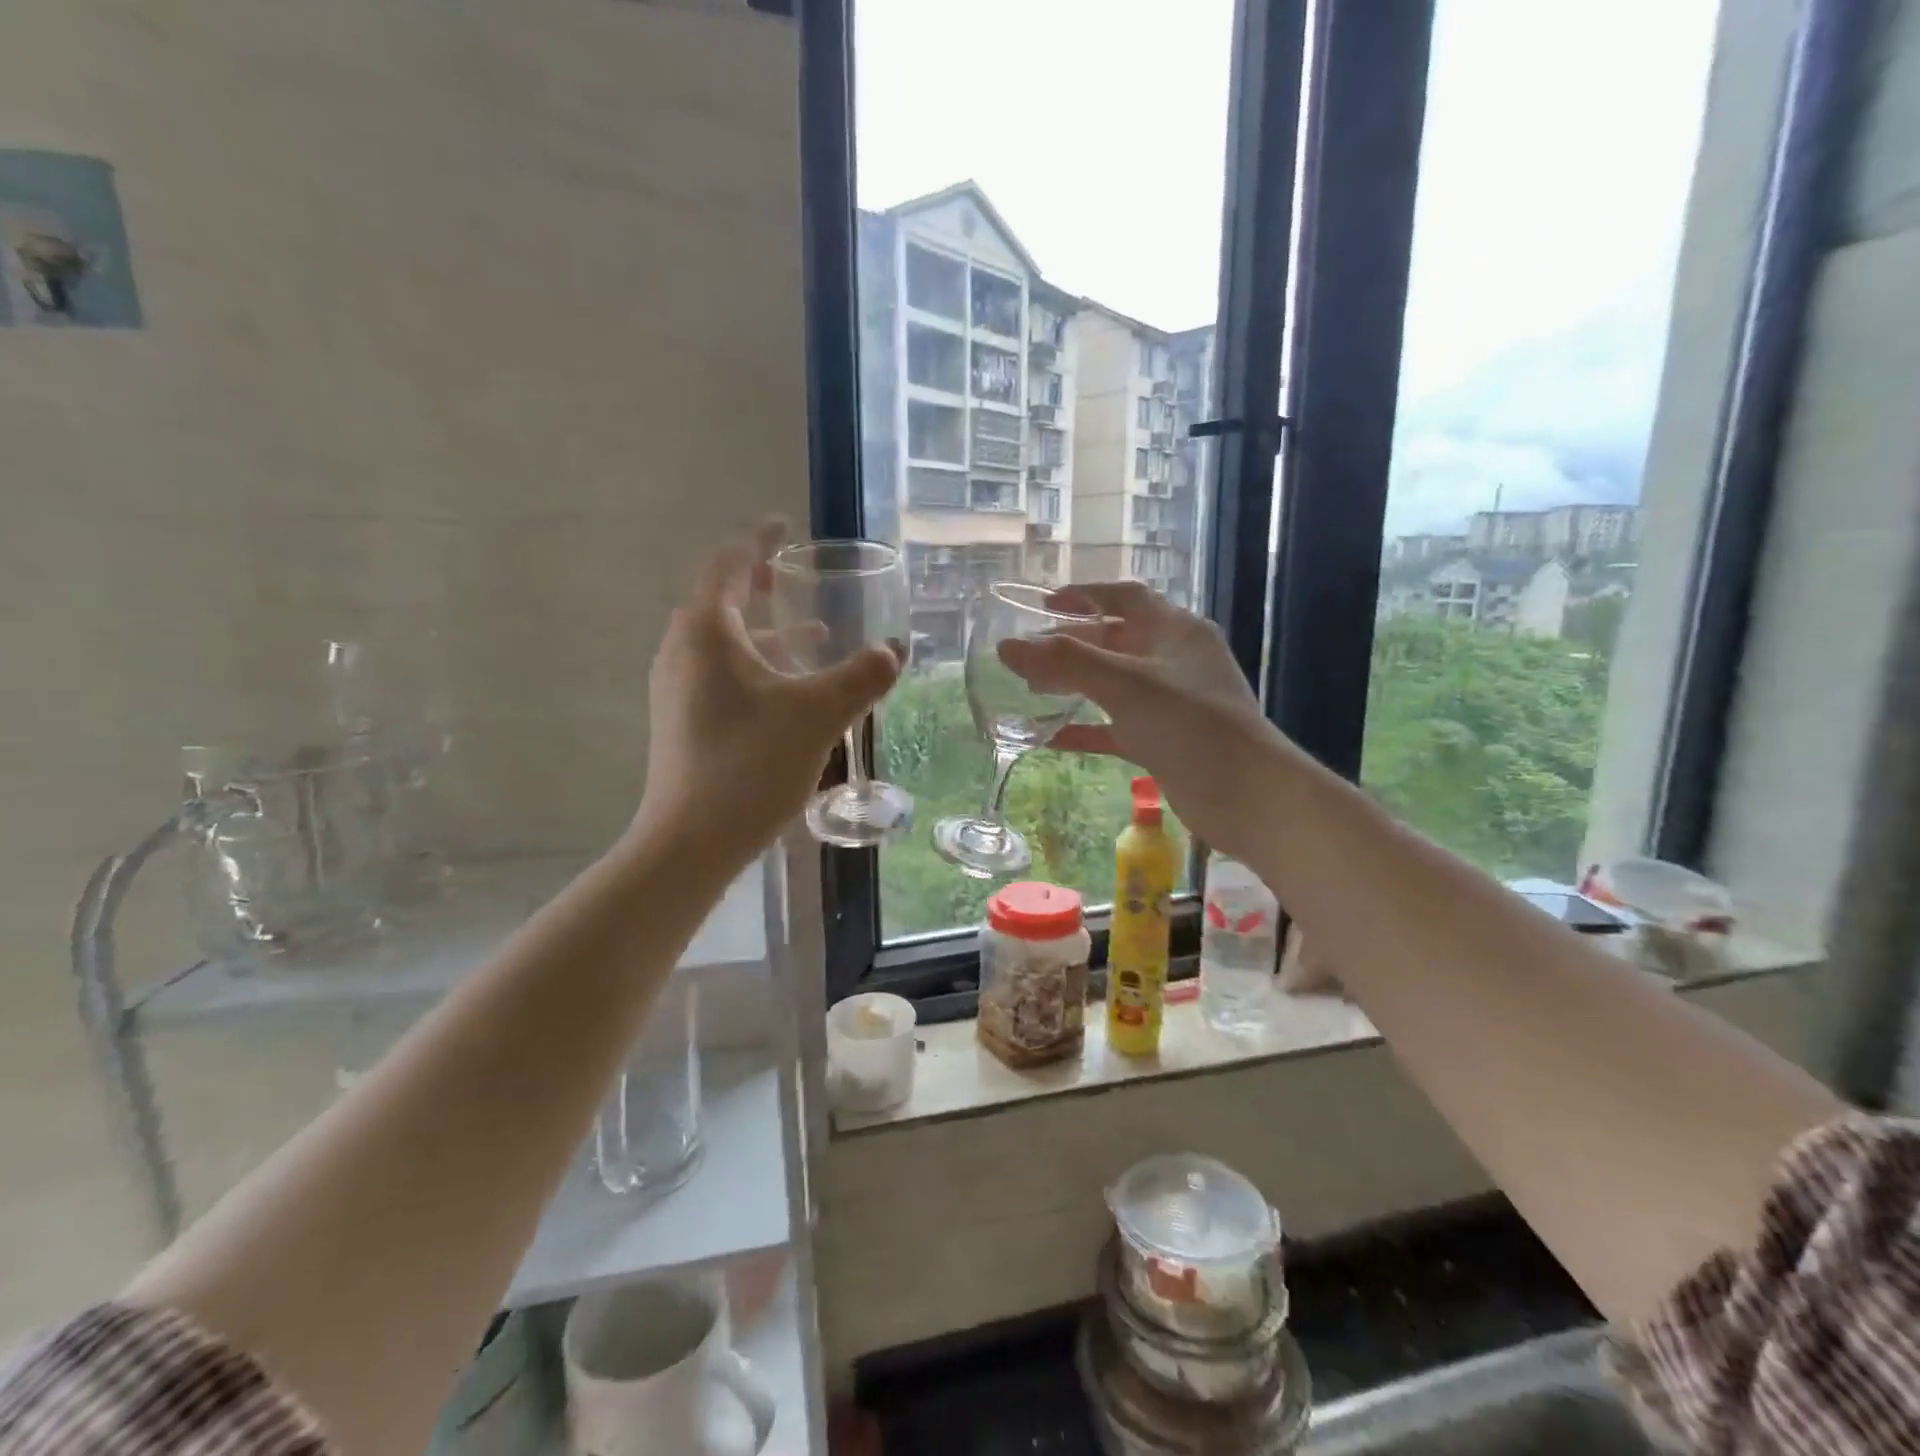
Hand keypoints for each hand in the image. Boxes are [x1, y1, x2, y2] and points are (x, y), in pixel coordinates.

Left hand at [631, 522, 899, 863]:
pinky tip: (790, 692)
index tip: (784, 526)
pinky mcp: (683, 721)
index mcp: (707, 632)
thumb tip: (896, 650)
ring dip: (766, 631)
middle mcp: (682, 651)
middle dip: (762, 585)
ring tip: (813, 636)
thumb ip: (862, 676)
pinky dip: (757, 666)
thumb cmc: (751, 764)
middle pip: (722, 600)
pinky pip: (721, 673)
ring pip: (724, 642)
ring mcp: (677, 689)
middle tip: (800, 578)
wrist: (691, 841)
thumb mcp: (819, 715)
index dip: (759, 541)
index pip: (730, 564)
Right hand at [999, 581, 1282, 862]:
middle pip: (1114, 641)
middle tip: (1027, 656)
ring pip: (1113, 685)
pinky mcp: (1165, 740)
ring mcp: (1171, 702)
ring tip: (1031, 690)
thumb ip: (1065, 663)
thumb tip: (1006, 646)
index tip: (1042, 604)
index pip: (1125, 597)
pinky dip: (1087, 729)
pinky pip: (1116, 727)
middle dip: (1071, 646)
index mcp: (1175, 630)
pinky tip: (1051, 739)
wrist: (1248, 796)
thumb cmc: (1191, 725)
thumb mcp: (1126, 685)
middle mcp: (1174, 660)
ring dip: (1075, 686)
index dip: (1084, 596)